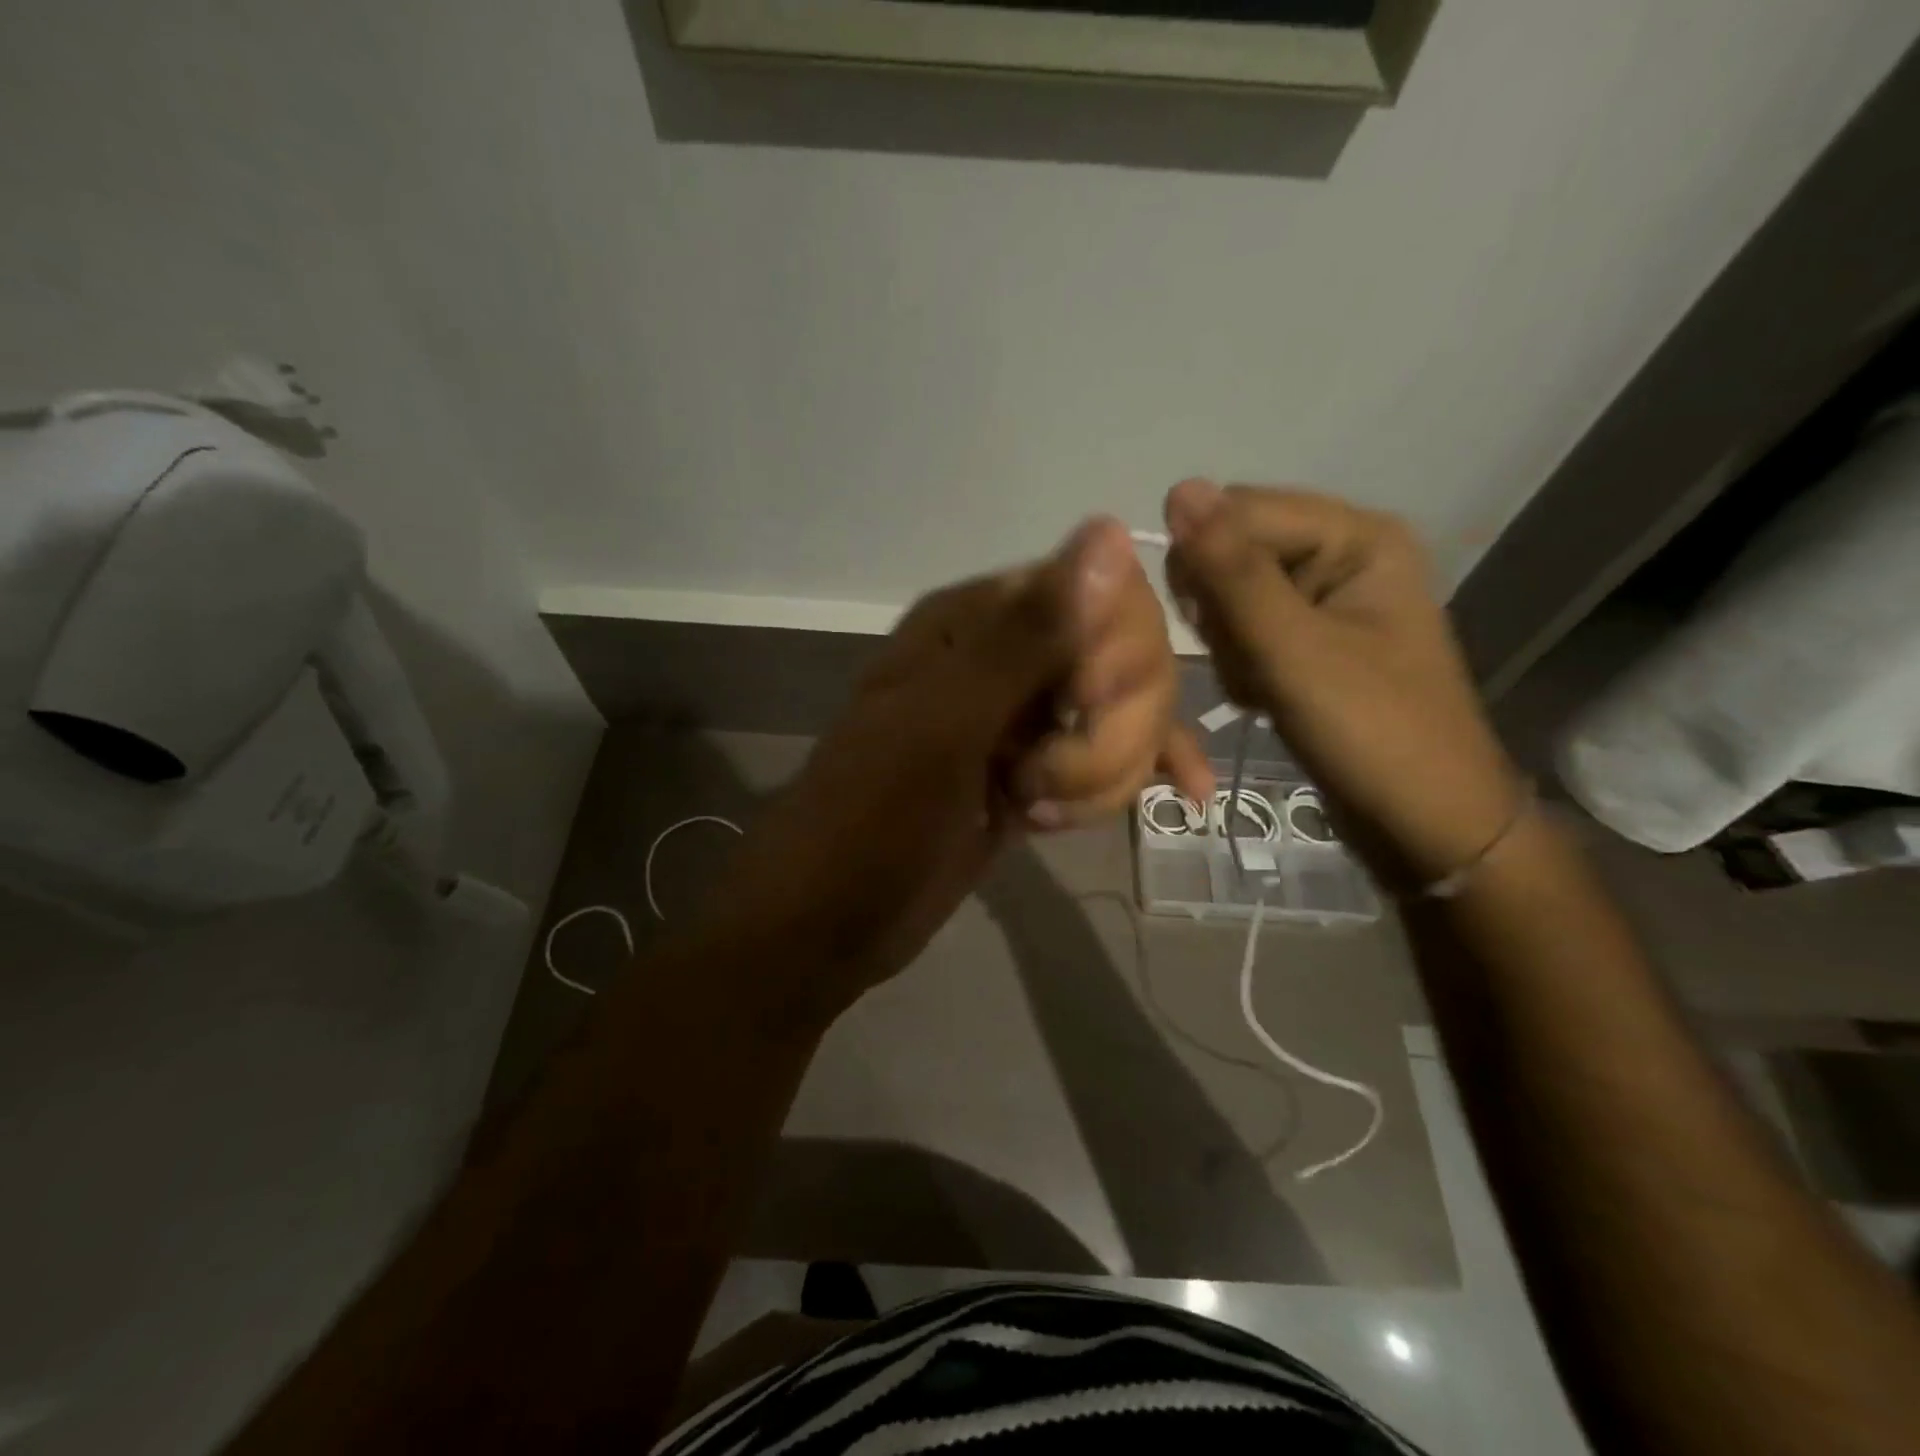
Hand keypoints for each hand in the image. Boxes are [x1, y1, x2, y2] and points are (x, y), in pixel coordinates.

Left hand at [721, 518, 1208, 1013]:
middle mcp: (1006, 657)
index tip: (1083, 707)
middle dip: (1111, 730)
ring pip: (1123, 717)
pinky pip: (1109, 760)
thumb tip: (1110, 530)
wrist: (828, 921)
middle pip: (1125, 659)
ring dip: (1105, 771)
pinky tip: (1179, 796)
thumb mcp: (945, 724)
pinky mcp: (1034, 773)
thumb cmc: (872, 817)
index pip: (1100, 594)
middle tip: (1044, 781)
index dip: (1116, 653)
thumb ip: (1028, 634)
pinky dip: (1134, 776)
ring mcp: (1023, 719)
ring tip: (1035, 813)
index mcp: (975, 621)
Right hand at [1164, 479, 1523, 890]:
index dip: (1205, 561)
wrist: (1425, 823)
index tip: (1203, 624)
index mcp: (1355, 535)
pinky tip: (1262, 697)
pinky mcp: (1310, 641)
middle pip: (1233, 549)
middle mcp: (1341, 554)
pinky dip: (1240, 665)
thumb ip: (1233, 572)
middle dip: (1219, 610)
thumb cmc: (1371, 731)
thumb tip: (1179, 488)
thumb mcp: (1293, 649)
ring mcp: (1325, 600)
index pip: (1240, 509)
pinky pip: (1245, 631)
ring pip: (1229, 596)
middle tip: (1246, 659)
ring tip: (1259, 686)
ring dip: (1228, 645)